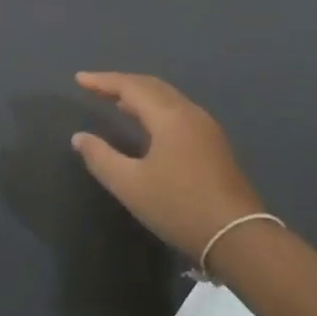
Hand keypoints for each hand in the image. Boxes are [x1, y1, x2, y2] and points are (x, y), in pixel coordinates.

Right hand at [70, 72, 263, 259]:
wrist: (238, 236)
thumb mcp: (130, 185)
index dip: (103, 81)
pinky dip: (155, 109)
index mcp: (170, 116)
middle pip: (152, 86)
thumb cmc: (179, 206)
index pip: (131, 86)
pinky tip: (146, 125)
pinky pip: (178, 112)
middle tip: (95, 87)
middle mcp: (190, 113)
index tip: (79, 78)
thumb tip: (80, 137)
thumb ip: (101, 157)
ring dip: (140, 96)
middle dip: (121, 84)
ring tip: (116, 102)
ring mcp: (206, 128)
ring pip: (167, 99)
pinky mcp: (214, 145)